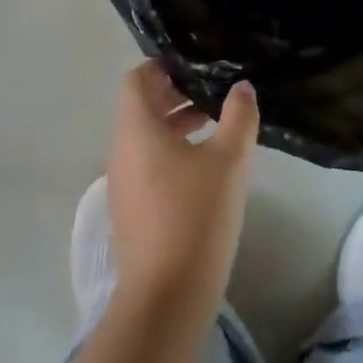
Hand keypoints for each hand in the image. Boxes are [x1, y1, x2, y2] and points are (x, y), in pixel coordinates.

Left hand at [106, 62, 258, 313]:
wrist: (167, 295)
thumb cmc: (196, 214)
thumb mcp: (229, 160)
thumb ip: (238, 117)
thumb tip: (241, 88)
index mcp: (136, 129)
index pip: (137, 79)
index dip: (162, 68)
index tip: (195, 67)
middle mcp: (121, 150)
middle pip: (140, 108)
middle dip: (174, 96)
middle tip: (212, 95)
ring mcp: (121, 183)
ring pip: (144, 138)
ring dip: (174, 126)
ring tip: (213, 128)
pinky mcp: (129, 210)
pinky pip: (146, 165)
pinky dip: (169, 154)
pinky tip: (203, 170)